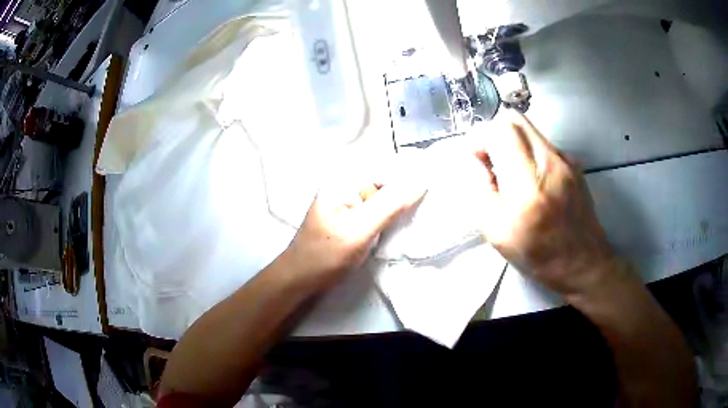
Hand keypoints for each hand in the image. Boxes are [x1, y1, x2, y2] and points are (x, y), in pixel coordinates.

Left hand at [284, 178, 425, 289]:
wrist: (302, 279)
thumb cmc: (325, 255)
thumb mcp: (359, 229)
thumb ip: (390, 205)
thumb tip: (421, 181)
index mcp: (344, 179)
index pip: (385, 167)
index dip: (411, 172)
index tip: (437, 178)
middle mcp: (348, 185)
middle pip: (386, 182)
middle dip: (408, 190)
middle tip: (436, 198)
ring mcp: (351, 203)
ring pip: (385, 198)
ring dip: (402, 206)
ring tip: (426, 210)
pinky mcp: (354, 218)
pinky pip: (379, 212)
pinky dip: (393, 217)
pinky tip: (407, 222)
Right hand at [475, 112, 617, 296]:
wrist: (583, 262)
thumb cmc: (537, 255)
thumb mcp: (497, 232)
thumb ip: (481, 190)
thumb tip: (475, 159)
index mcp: (528, 185)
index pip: (500, 131)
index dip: (481, 137)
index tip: (477, 158)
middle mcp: (550, 162)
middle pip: (514, 119)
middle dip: (495, 133)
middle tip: (491, 160)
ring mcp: (566, 159)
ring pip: (529, 129)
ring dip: (512, 142)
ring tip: (512, 172)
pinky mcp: (574, 162)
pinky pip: (543, 143)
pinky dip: (529, 151)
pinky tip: (533, 179)